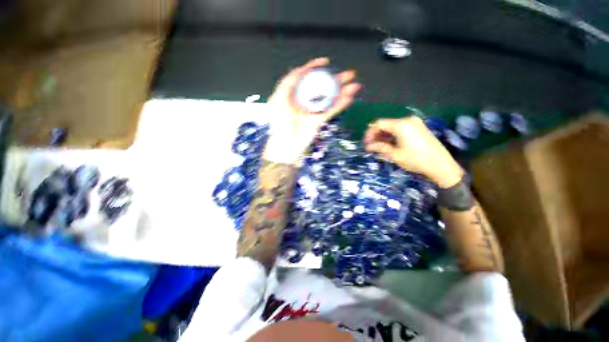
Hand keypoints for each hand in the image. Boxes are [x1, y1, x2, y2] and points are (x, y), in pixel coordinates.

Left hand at [263, 57, 360, 163]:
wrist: (286, 145)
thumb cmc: (279, 125)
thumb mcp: (277, 101)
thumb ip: (286, 84)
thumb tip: (298, 70)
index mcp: (294, 95)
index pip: (305, 78)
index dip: (314, 68)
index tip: (324, 62)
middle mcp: (305, 101)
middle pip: (322, 87)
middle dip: (335, 79)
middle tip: (347, 74)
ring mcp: (313, 111)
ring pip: (329, 99)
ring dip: (342, 92)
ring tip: (353, 86)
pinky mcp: (319, 120)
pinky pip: (331, 111)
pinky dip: (340, 105)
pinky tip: (348, 98)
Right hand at [364, 116, 462, 187]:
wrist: (441, 165)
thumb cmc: (416, 160)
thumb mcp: (395, 155)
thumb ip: (380, 147)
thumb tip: (368, 146)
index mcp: (401, 125)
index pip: (378, 124)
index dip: (369, 133)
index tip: (366, 143)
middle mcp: (407, 120)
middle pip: (385, 124)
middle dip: (376, 135)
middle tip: (371, 147)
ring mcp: (414, 123)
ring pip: (392, 127)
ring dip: (384, 136)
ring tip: (379, 148)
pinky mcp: (419, 128)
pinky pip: (401, 129)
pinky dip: (392, 136)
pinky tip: (389, 145)